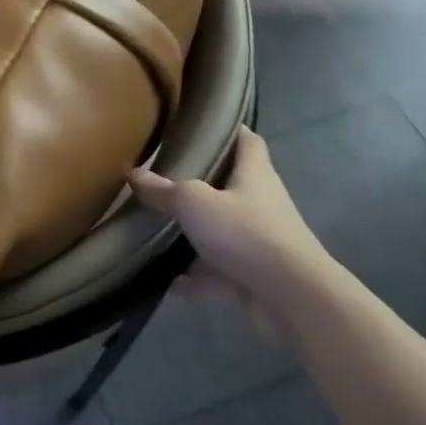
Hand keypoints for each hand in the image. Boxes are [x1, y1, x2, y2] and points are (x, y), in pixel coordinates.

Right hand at [127, 127, 337, 319]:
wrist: (292, 298)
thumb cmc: (245, 233)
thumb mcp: (194, 202)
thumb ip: (163, 189)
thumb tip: (134, 173)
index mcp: (255, 175)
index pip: (247, 141)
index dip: (229, 130)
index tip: (202, 126)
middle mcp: (262, 204)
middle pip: (233, 185)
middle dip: (203, 182)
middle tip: (166, 175)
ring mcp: (261, 242)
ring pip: (224, 231)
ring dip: (198, 233)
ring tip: (162, 228)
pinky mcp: (255, 277)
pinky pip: (219, 273)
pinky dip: (198, 278)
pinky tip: (172, 282)